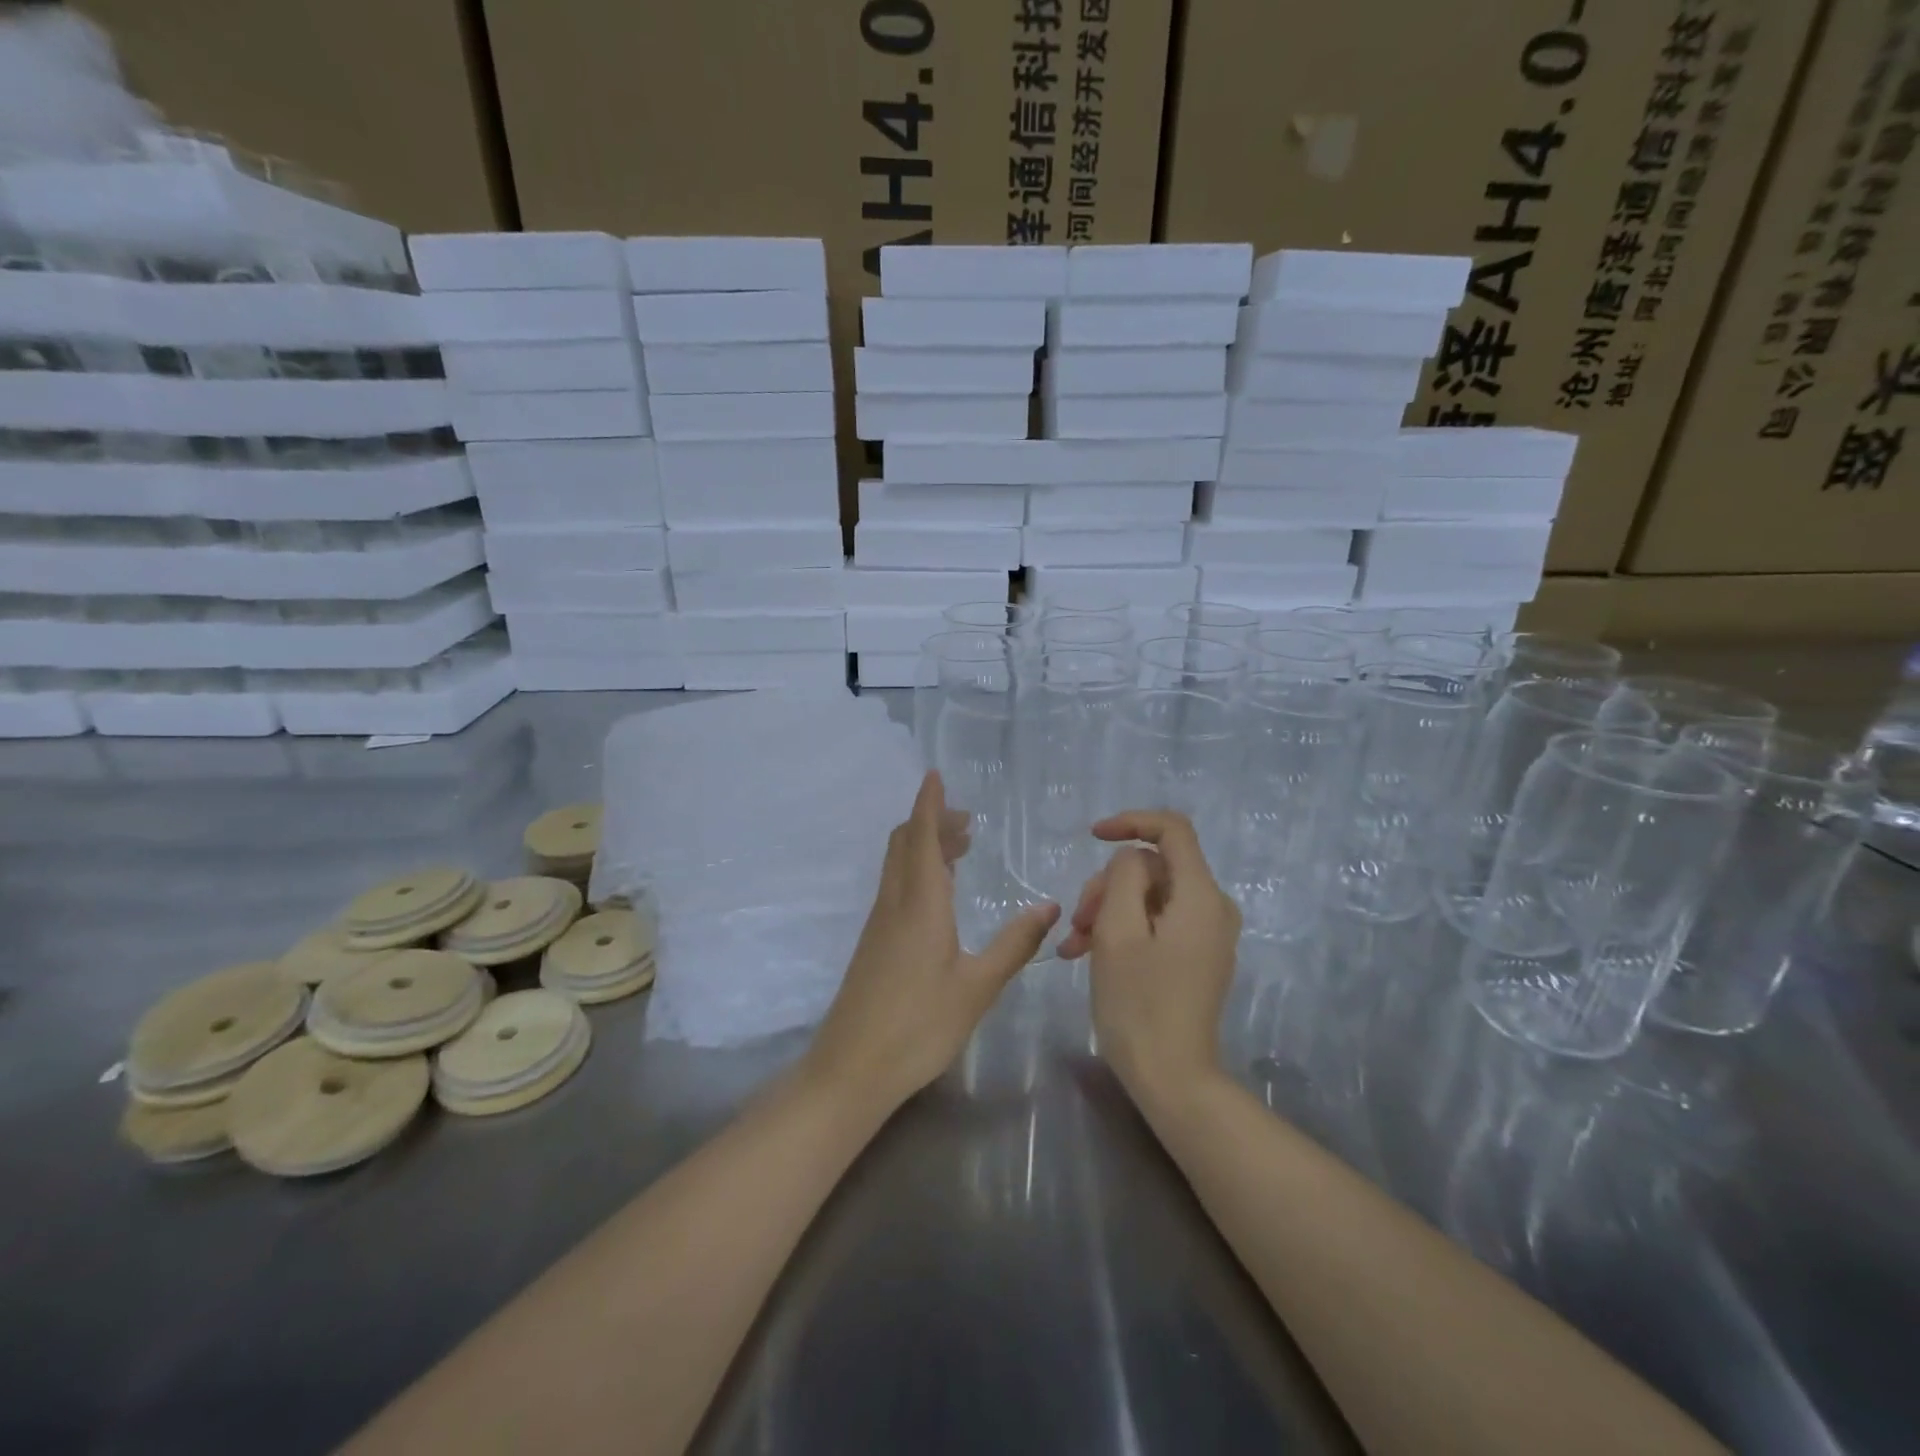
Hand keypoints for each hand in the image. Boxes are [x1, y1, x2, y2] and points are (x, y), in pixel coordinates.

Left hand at [805, 772, 1058, 1113]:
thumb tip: (1049, 904)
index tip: (936, 775)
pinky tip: (938, 893)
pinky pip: (895, 886)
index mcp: (920, 904)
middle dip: (931, 821)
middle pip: (905, 843)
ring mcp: (879, 923)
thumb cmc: (919, 1026)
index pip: (923, 837)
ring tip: (959, 848)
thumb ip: (1014, 944)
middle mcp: (894, 903)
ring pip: (898, 865)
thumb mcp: (977, 987)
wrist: (851, 1068)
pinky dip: (916, 870)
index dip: (930, 804)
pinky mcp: (873, 943)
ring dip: (924, 845)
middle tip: (967, 820)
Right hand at [1058, 811, 1240, 1103]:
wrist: (1172, 1078)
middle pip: (1154, 867)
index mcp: (1201, 896)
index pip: (1172, 829)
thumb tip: (1130, 861)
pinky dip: (1122, 931)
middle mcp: (1213, 908)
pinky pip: (1156, 923)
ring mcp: (1207, 934)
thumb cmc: (1138, 1003)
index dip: (1131, 822)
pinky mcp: (1196, 955)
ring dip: (1108, 912)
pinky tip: (1086, 954)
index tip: (1093, 837)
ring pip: (1149, 896)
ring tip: (1074, 947)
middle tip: (1077, 921)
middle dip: (1108, 885)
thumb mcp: (1117, 930)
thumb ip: (1123, 877)